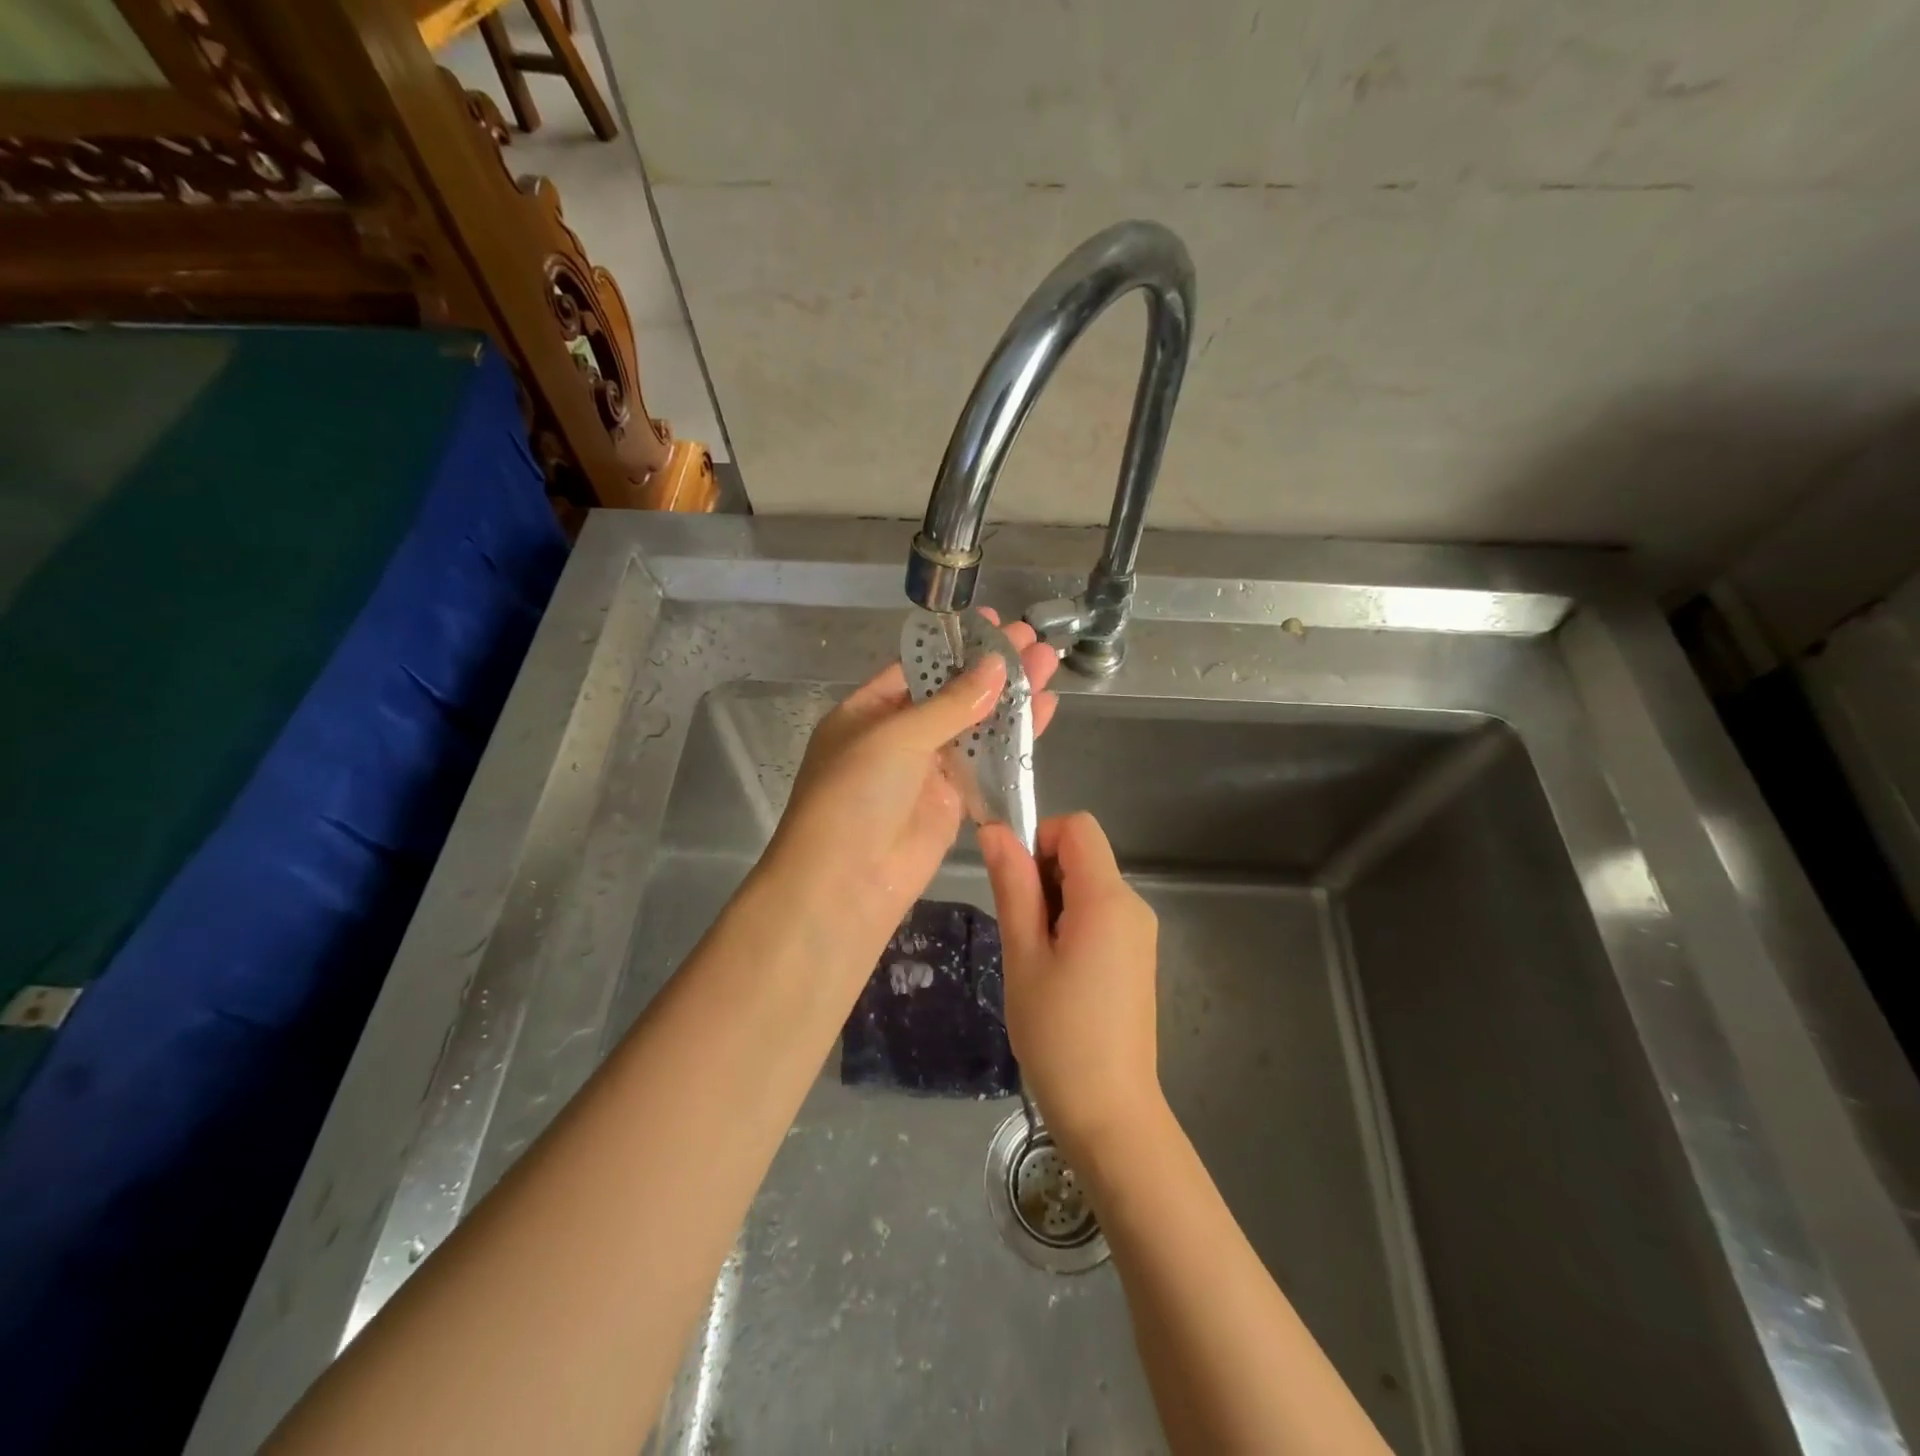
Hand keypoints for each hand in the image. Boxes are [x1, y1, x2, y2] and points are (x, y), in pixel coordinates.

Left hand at [763, 612, 1060, 949]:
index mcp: (869, 711)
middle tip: (1034, 637)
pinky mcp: (953, 801)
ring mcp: (928, 770)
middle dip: (992, 666)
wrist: (845, 884)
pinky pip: (989, 763)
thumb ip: (950, 704)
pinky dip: (1016, 739)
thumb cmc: (854, 795)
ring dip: (1012, 697)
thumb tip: (995, 665)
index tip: (996, 623)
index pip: (918, 668)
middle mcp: (899, 736)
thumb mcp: (895, 737)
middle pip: (954, 693)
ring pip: (977, 726)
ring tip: (1050, 662)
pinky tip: (1045, 710)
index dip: (957, 645)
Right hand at [980, 812, 1161, 1161]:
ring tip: (1039, 963)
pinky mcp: (1138, 956)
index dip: (1040, 841)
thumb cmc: (1057, 1033)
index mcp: (1108, 899)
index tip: (1018, 889)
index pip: (1078, 827)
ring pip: (1089, 886)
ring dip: (1055, 906)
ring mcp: (1140, 933)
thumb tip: (996, 830)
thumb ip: (1013, 886)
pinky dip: (1073, 926)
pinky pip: (1101, 915)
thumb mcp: (1023, 954)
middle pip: (1083, 856)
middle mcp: (1134, 905)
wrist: (1109, 1112)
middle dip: (1044, 878)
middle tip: (1023, 937)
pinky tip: (1059, 976)